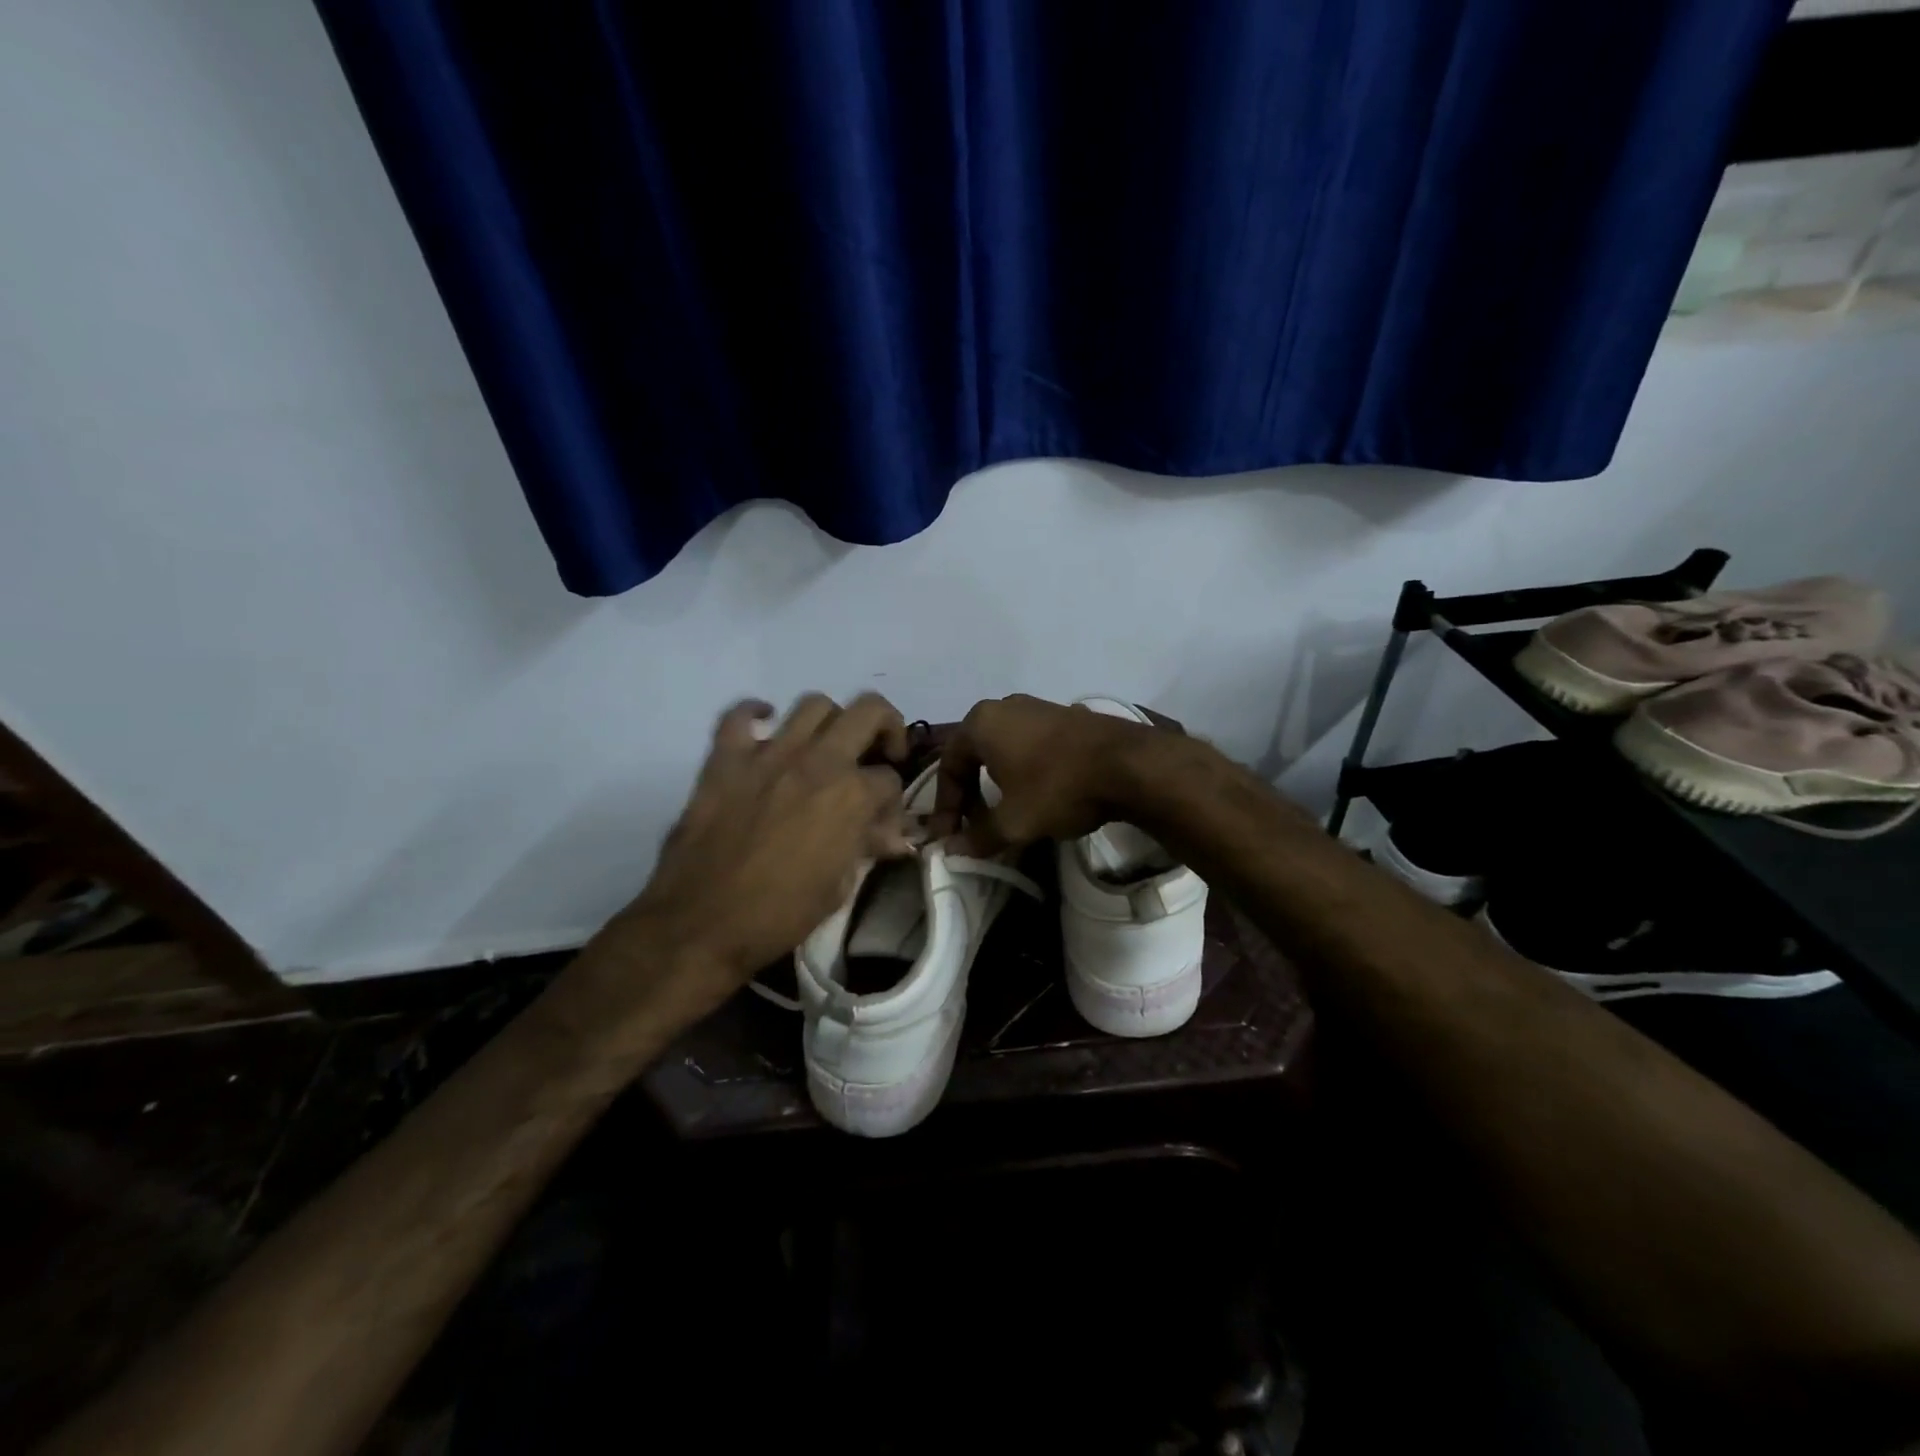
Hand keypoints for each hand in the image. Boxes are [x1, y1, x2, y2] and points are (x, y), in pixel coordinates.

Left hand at [591, 693, 912, 1016]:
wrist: (702, 925)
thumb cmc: (779, 914)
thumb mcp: (839, 887)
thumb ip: (866, 848)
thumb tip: (894, 837)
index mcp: (850, 795)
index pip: (889, 779)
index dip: (892, 802)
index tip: (882, 824)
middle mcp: (816, 762)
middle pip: (868, 712)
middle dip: (886, 728)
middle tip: (879, 753)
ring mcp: (768, 755)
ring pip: (813, 704)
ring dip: (831, 720)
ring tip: (826, 745)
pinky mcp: (725, 760)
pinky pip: (739, 716)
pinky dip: (755, 714)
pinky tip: (765, 728)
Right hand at [931, 694, 1162, 854]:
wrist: (1129, 764)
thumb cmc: (1057, 787)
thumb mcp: (1013, 821)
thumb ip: (978, 837)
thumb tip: (951, 850)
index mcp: (981, 723)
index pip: (949, 766)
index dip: (946, 806)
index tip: (949, 837)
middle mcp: (1004, 707)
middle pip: (975, 756)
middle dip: (971, 795)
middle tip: (975, 826)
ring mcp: (1038, 708)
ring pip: (1004, 751)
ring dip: (998, 785)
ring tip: (1006, 815)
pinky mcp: (1067, 717)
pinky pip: (1031, 746)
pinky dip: (1025, 773)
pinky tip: (1038, 797)